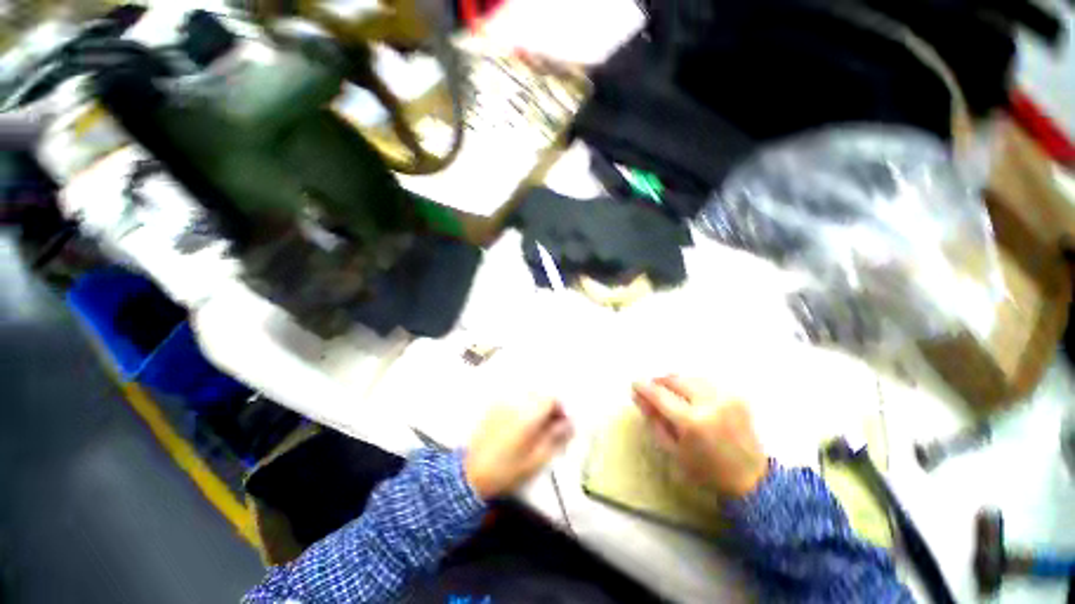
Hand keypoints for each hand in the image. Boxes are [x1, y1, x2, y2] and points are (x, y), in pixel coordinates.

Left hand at [465, 397, 573, 499]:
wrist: (471, 474)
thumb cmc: (508, 470)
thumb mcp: (537, 459)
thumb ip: (556, 437)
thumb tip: (570, 423)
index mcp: (528, 414)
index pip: (551, 399)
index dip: (560, 410)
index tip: (561, 425)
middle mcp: (516, 402)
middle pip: (540, 395)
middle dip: (548, 408)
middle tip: (549, 428)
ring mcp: (503, 403)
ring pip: (527, 397)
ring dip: (535, 407)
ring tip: (534, 428)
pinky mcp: (493, 407)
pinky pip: (514, 400)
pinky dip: (522, 408)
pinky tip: (518, 426)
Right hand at [632, 376, 767, 498]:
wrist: (751, 479)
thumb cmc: (705, 470)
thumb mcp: (672, 450)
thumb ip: (653, 420)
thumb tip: (637, 396)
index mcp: (692, 421)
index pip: (659, 394)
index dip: (643, 387)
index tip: (634, 384)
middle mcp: (709, 403)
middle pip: (675, 380)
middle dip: (660, 382)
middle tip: (652, 389)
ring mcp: (725, 397)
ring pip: (690, 377)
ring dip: (676, 382)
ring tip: (670, 393)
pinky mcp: (736, 396)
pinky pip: (706, 382)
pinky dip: (693, 385)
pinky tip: (691, 396)